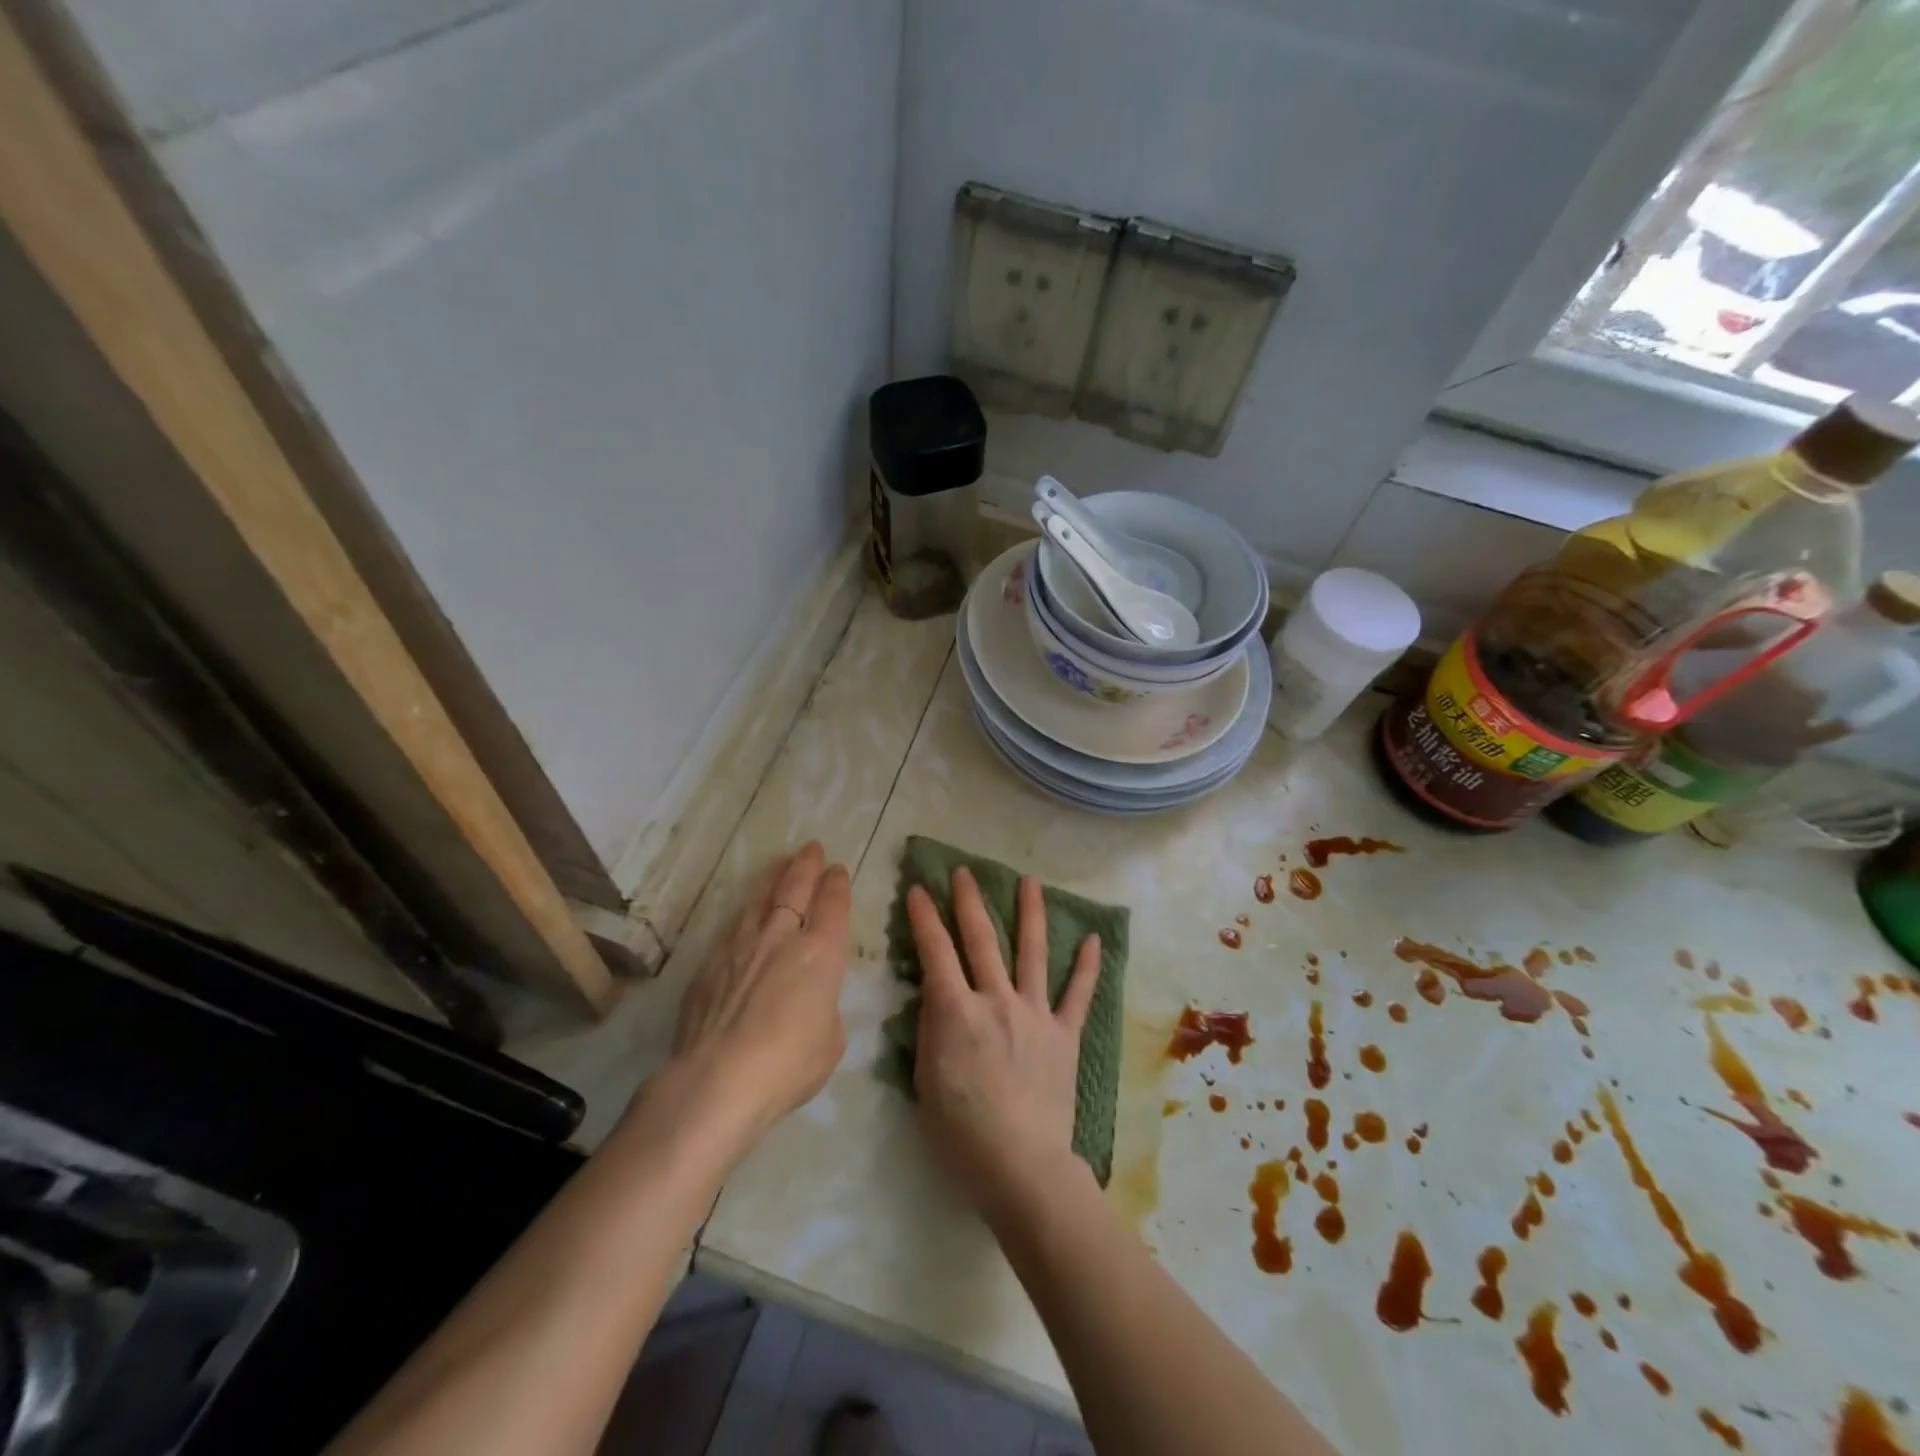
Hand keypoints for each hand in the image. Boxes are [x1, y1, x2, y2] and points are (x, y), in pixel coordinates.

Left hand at [665, 842, 852, 1150]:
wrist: (718, 1079)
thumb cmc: (789, 1063)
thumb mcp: (831, 1040)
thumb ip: (825, 1009)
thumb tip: (810, 1003)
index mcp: (821, 952)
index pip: (833, 904)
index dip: (837, 884)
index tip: (837, 869)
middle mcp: (781, 937)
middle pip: (795, 888)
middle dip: (806, 865)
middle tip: (811, 848)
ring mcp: (741, 946)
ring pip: (759, 899)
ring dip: (772, 879)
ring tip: (779, 865)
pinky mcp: (709, 964)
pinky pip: (732, 927)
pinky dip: (744, 913)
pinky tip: (744, 913)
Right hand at [907, 868, 1101, 1220]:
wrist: (1021, 1166)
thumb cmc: (961, 1132)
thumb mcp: (926, 1080)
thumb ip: (931, 1030)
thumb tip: (936, 997)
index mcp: (957, 1011)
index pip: (935, 951)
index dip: (923, 917)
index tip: (917, 889)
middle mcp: (996, 1000)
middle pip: (981, 940)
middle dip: (969, 902)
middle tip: (963, 871)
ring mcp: (1035, 1013)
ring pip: (1032, 952)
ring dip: (1030, 913)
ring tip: (1029, 880)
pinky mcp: (1064, 1034)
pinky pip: (1078, 995)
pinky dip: (1087, 967)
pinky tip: (1093, 938)